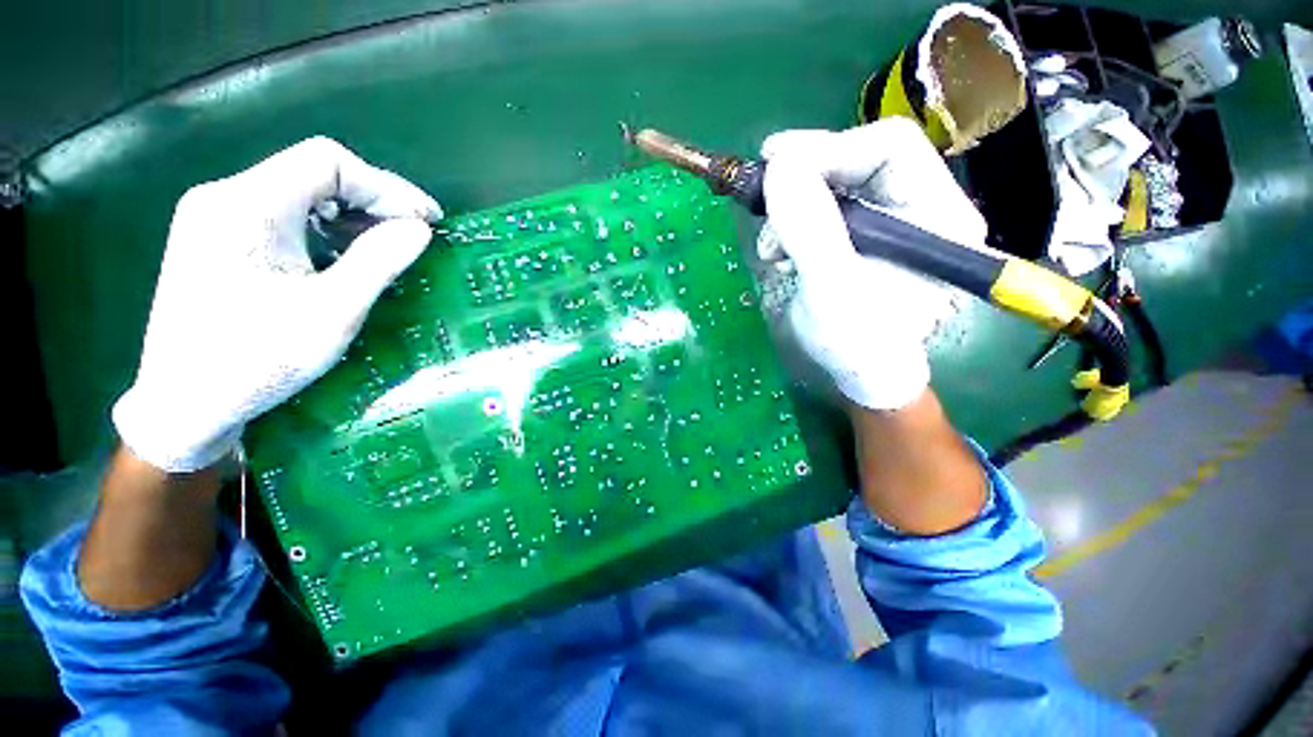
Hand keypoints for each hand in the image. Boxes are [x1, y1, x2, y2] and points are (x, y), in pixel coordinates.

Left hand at [113, 137, 441, 471]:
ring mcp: (216, 219)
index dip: (386, 186)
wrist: (185, 407)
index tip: (425, 221)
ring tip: (387, 251)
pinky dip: (326, 232)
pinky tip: (345, 261)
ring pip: (300, 194)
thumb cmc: (258, 360)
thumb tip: (420, 229)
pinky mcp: (218, 241)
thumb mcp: (332, 311)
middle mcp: (225, 198)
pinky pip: (284, 217)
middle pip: (313, 173)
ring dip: (352, 218)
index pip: (328, 162)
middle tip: (414, 238)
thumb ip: (379, 261)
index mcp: (247, 206)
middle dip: (373, 201)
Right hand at [759, 118, 987, 410]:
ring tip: (771, 244)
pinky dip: (791, 222)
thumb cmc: (855, 344)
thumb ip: (810, 228)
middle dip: (805, 176)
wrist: (854, 377)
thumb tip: (778, 166)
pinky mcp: (858, 237)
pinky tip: (778, 250)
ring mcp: (886, 222)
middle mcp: (920, 208)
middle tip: (764, 196)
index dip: (828, 149)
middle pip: (859, 159)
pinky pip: (821, 208)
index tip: (774, 165)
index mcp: (938, 215)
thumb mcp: (831, 289)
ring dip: (792, 205)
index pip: (889, 148)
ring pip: (834, 183)